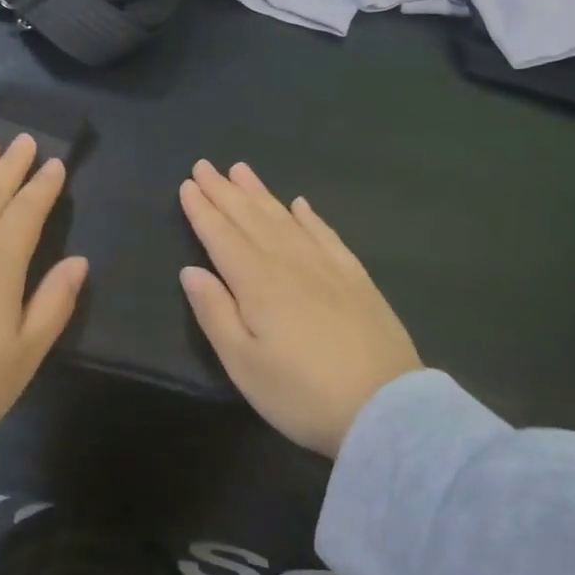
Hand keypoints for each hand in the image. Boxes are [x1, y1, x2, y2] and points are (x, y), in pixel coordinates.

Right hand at [179, 161, 420, 457]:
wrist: (386, 409)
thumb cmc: (302, 394)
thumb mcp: (244, 364)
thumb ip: (214, 313)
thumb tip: (190, 270)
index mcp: (257, 282)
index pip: (222, 236)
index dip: (203, 210)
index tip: (188, 183)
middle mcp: (289, 262)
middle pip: (251, 219)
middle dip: (225, 191)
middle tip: (205, 164)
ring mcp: (326, 266)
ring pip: (285, 219)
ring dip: (260, 193)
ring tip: (242, 170)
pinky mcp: (356, 278)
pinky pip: (326, 235)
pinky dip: (310, 217)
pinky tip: (300, 204)